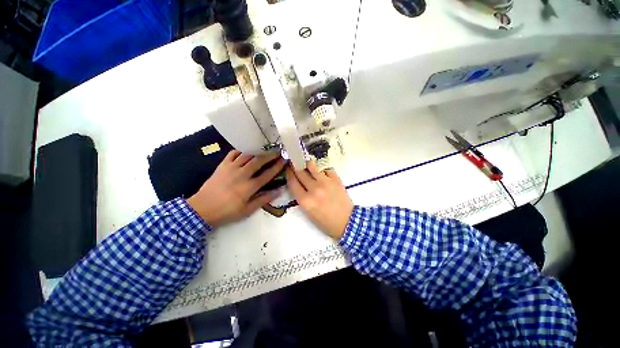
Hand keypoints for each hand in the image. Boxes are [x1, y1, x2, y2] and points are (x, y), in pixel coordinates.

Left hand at [187, 150, 284, 227]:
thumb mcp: (246, 211)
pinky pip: (233, 153)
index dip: (277, 166)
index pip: (267, 174)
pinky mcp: (222, 165)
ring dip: (257, 152)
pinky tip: (245, 152)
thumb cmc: (226, 212)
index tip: (284, 160)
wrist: (204, 207)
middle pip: (259, 161)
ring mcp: (231, 167)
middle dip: (270, 155)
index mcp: (249, 187)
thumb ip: (262, 200)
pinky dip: (241, 151)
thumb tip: (277, 191)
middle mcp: (242, 174)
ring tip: (263, 150)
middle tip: (277, 152)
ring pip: (247, 155)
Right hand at [286, 161, 353, 239]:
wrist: (347, 222)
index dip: (288, 173)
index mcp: (305, 200)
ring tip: (306, 162)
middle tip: (294, 162)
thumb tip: (298, 183)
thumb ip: (302, 197)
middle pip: (300, 172)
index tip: (287, 169)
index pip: (292, 181)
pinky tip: (321, 173)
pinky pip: (325, 169)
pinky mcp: (336, 179)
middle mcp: (314, 189)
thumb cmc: (326, 222)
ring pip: (312, 166)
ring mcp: (325, 182)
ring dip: (307, 164)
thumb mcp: (308, 213)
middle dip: (295, 166)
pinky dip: (322, 170)